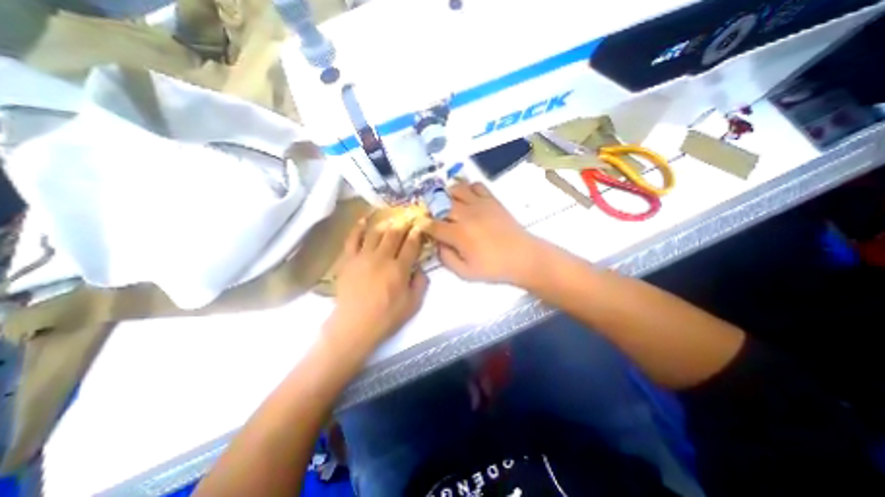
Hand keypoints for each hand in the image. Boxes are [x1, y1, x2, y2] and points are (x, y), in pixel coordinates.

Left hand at [328, 218, 432, 349]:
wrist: (355, 325)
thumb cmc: (387, 316)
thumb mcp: (413, 304)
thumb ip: (421, 283)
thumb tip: (419, 267)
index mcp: (399, 268)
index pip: (411, 245)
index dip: (417, 233)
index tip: (420, 225)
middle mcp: (382, 257)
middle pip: (394, 234)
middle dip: (403, 224)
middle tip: (407, 218)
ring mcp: (363, 257)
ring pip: (375, 233)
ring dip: (384, 223)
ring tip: (390, 219)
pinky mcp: (349, 260)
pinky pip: (353, 239)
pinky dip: (358, 228)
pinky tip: (364, 220)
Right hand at [428, 182, 543, 284]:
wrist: (523, 257)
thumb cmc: (494, 268)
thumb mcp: (465, 273)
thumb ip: (446, 258)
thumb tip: (438, 244)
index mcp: (459, 234)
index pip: (433, 225)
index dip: (424, 225)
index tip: (421, 226)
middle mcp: (466, 215)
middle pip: (441, 204)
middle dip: (432, 208)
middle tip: (432, 216)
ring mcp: (480, 204)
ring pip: (456, 190)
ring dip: (447, 195)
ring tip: (447, 204)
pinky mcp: (492, 200)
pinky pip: (476, 186)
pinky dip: (468, 188)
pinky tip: (468, 199)